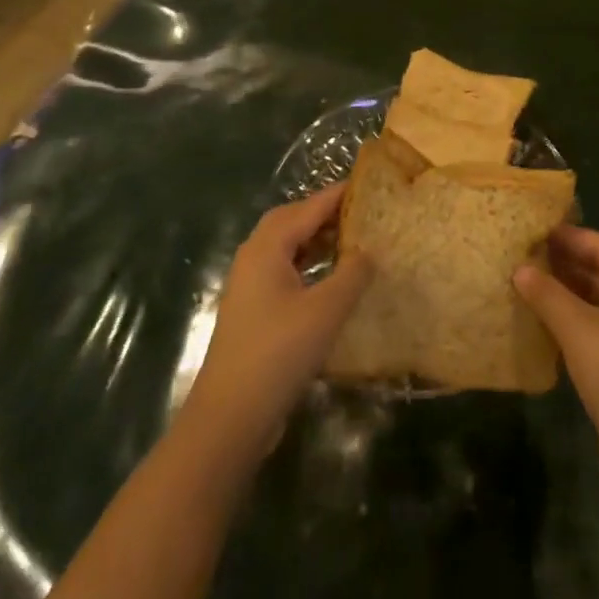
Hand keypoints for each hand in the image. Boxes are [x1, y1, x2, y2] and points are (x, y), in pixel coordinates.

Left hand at [182, 184, 371, 464]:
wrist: (230, 415)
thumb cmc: (279, 352)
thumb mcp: (326, 310)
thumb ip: (351, 274)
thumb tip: (368, 250)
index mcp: (267, 247)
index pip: (308, 208)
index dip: (338, 195)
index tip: (367, 183)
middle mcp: (254, 257)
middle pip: (291, 221)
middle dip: (324, 213)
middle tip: (359, 211)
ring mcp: (249, 284)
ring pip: (286, 247)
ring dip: (315, 239)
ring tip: (350, 239)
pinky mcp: (252, 310)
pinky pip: (283, 270)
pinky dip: (307, 264)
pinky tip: (329, 280)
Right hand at [514, 227, 598, 490]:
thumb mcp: (580, 331)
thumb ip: (548, 294)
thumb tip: (520, 268)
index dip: (567, 236)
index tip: (531, 229)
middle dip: (563, 263)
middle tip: (521, 254)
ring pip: (597, 302)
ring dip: (564, 293)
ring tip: (524, 281)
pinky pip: (597, 329)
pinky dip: (571, 320)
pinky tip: (541, 320)